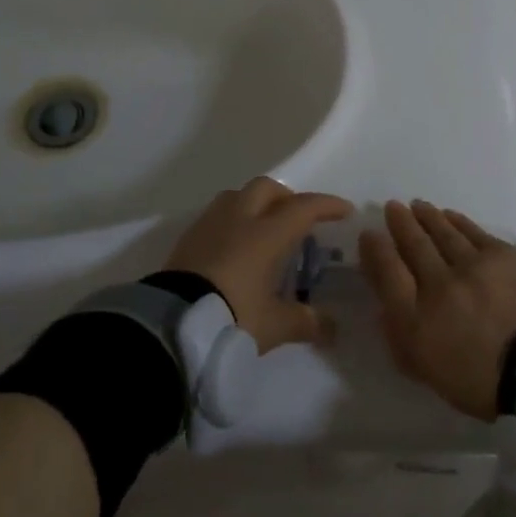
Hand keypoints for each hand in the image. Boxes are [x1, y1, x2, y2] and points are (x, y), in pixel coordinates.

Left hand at [165, 178, 351, 351]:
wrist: (172, 322)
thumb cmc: (232, 316)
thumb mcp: (274, 325)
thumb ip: (305, 321)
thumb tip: (332, 327)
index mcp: (266, 234)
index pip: (304, 208)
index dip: (326, 206)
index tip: (343, 210)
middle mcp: (240, 219)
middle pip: (267, 189)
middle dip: (287, 198)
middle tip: (298, 219)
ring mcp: (210, 224)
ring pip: (238, 195)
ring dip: (256, 204)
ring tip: (264, 229)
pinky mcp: (188, 237)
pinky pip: (217, 215)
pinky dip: (233, 220)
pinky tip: (234, 246)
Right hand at [360, 200, 515, 420]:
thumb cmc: (484, 381)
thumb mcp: (430, 373)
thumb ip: (402, 340)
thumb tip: (387, 308)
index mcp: (415, 318)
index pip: (387, 272)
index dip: (375, 250)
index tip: (369, 235)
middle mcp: (437, 282)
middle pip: (413, 244)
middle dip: (399, 223)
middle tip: (392, 207)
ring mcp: (470, 264)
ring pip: (441, 232)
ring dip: (426, 217)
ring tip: (417, 206)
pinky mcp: (501, 253)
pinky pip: (471, 230)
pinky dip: (456, 221)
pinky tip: (449, 215)